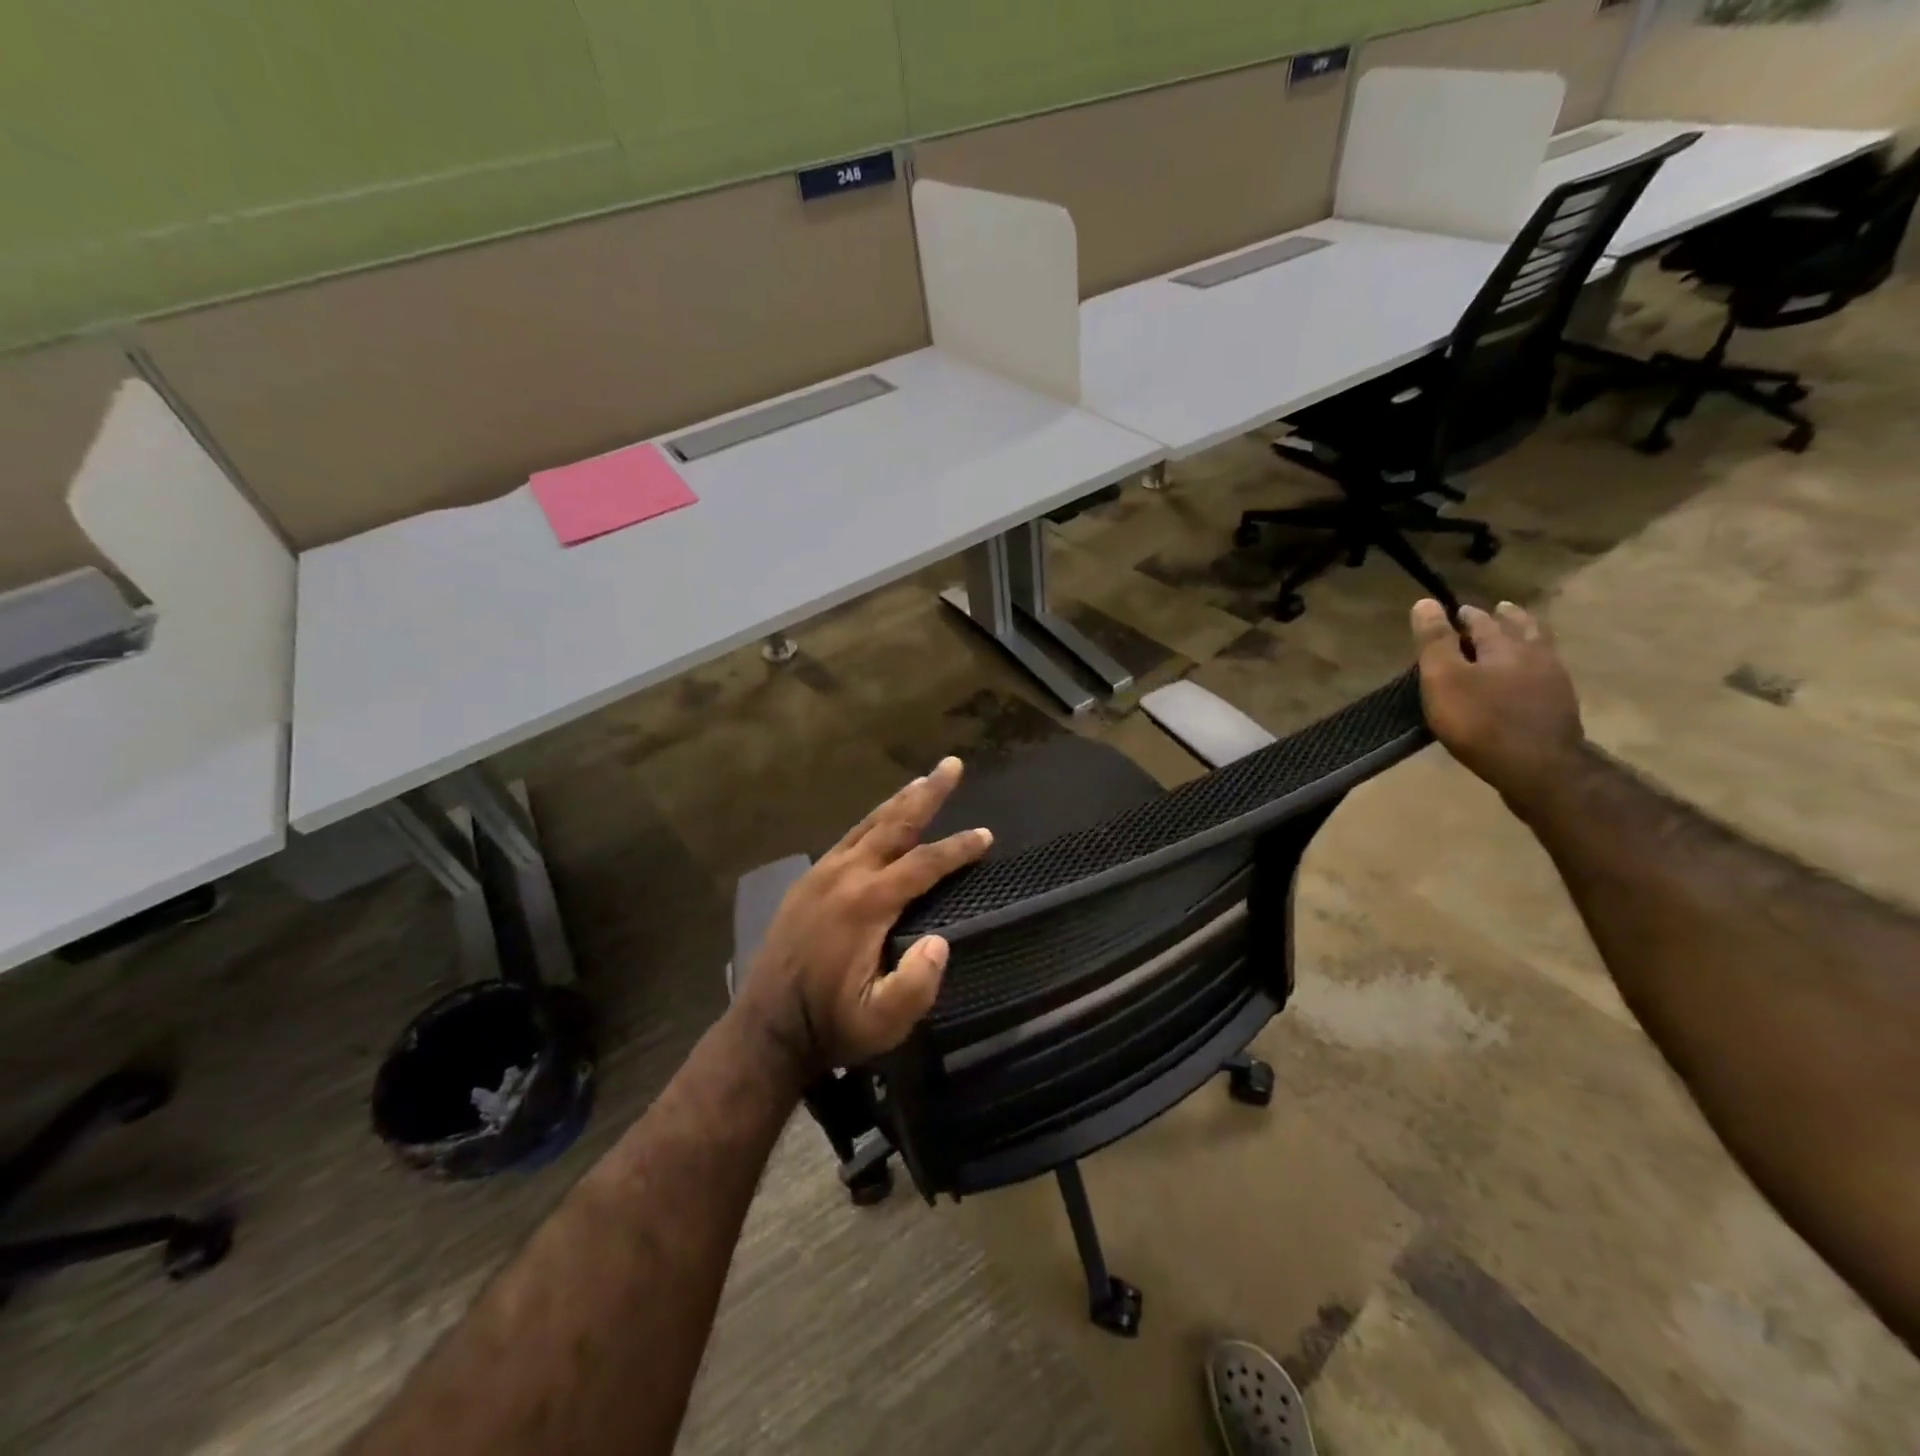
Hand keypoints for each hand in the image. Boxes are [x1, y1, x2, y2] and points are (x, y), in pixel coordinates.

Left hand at [735, 758, 991, 1085]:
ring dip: (899, 801)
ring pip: (867, 825)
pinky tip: (881, 822)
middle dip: (927, 793)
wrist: (766, 1029)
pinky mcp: (806, 883)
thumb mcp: (882, 1022)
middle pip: (894, 824)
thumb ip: (917, 985)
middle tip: (952, 764)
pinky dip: (872, 822)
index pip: (923, 864)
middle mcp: (844, 876)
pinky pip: (847, 839)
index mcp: (866, 904)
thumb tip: (940, 941)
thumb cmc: (830, 1025)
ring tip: (922, 780)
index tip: (986, 835)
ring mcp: (820, 875)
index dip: (957, 848)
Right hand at [1412, 599, 1586, 813]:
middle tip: (1498, 610)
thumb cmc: (1480, 721)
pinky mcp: (1560, 709)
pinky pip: (1547, 676)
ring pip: (1540, 650)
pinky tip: (1528, 678)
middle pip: (1522, 628)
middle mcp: (1535, 655)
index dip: (1466, 615)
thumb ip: (1435, 641)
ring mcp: (1554, 682)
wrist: (1538, 768)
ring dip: (1528, 638)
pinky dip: (1535, 668)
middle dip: (1507, 618)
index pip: (1482, 621)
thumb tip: (1426, 602)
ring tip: (1518, 637)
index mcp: (1505, 645)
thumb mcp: (1444, 679)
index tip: (1454, 611)